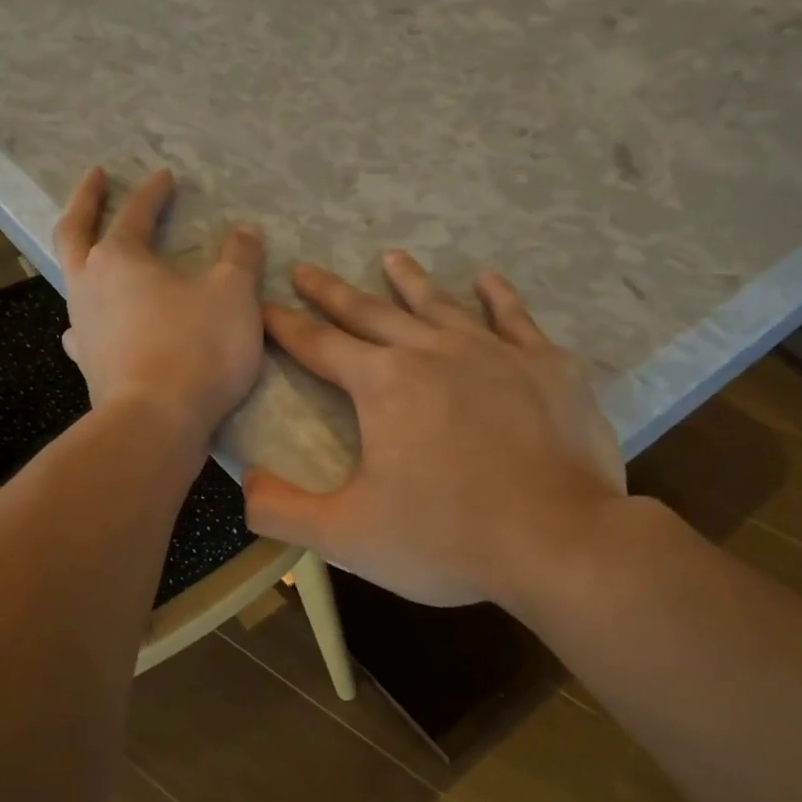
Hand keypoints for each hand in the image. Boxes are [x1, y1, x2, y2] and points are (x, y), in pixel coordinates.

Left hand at [55, 167, 265, 450]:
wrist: (157, 423)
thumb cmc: (196, 350)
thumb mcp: (234, 296)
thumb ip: (240, 258)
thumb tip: (245, 231)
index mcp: (121, 258)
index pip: (136, 212)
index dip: (153, 192)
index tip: (166, 176)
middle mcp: (89, 286)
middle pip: (75, 231)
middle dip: (86, 201)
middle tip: (95, 179)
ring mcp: (83, 328)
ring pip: (71, 281)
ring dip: (82, 259)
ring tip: (93, 254)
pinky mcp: (89, 366)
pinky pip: (82, 332)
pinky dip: (89, 321)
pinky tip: (95, 327)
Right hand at [244, 252, 628, 607]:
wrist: (557, 543)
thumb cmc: (445, 540)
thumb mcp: (345, 537)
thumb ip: (282, 510)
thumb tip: (244, 483)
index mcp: (382, 385)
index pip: (318, 345)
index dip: (284, 325)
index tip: (263, 303)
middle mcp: (433, 352)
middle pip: (371, 313)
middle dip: (332, 293)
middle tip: (306, 268)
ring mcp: (495, 354)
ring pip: (440, 306)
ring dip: (409, 282)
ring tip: (390, 258)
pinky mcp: (547, 368)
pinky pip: (515, 319)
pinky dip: (498, 296)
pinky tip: (486, 279)